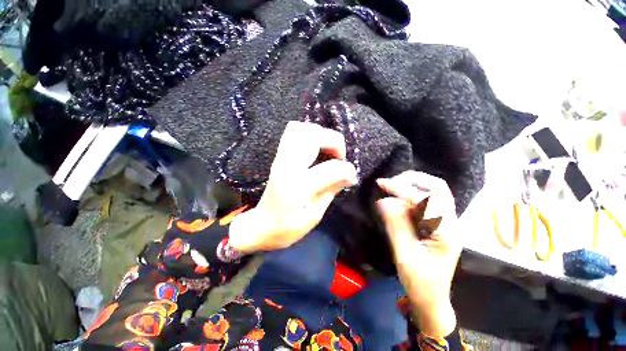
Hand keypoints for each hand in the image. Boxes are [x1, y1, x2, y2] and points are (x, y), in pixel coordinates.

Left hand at [229, 121, 357, 252]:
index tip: (352, 177)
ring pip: (301, 128)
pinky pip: (293, 133)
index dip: (347, 170)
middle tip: (339, 158)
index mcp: (297, 187)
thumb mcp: (313, 217)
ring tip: (328, 152)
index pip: (329, 169)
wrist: (259, 225)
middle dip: (334, 142)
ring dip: (321, 136)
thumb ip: (331, 192)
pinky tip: (316, 149)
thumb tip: (349, 175)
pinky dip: (309, 134)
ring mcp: (280, 159)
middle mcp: (287, 167)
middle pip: (313, 136)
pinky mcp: (278, 156)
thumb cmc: (285, 228)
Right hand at [376, 171, 460, 337]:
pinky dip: (407, 198)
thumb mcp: (404, 255)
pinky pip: (422, 202)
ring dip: (409, 186)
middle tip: (390, 182)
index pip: (426, 200)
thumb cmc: (420, 282)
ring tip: (389, 189)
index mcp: (446, 232)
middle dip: (412, 180)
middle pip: (438, 188)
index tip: (382, 184)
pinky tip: (394, 202)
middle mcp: (450, 222)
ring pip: (431, 192)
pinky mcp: (434, 223)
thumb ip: (395, 225)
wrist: (431, 299)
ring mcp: (444, 222)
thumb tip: (382, 201)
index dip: (402, 189)